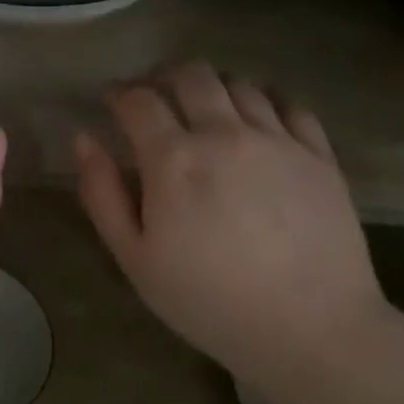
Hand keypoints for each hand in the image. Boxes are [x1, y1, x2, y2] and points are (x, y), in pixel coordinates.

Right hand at [74, 62, 387, 383]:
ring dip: (212, 86)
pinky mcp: (319, 154)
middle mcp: (224, 133)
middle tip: (154, 97)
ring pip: (239, 84)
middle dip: (163, 77)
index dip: (119, 93)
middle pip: (191, 75)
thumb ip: (102, 194)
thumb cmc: (207, 300)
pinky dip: (264, 100)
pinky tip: (257, 120)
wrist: (310, 328)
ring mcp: (278, 139)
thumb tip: (84, 139)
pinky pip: (290, 104)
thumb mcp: (134, 258)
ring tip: (203, 109)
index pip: (138, 100)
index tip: (111, 101)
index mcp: (173, 159)